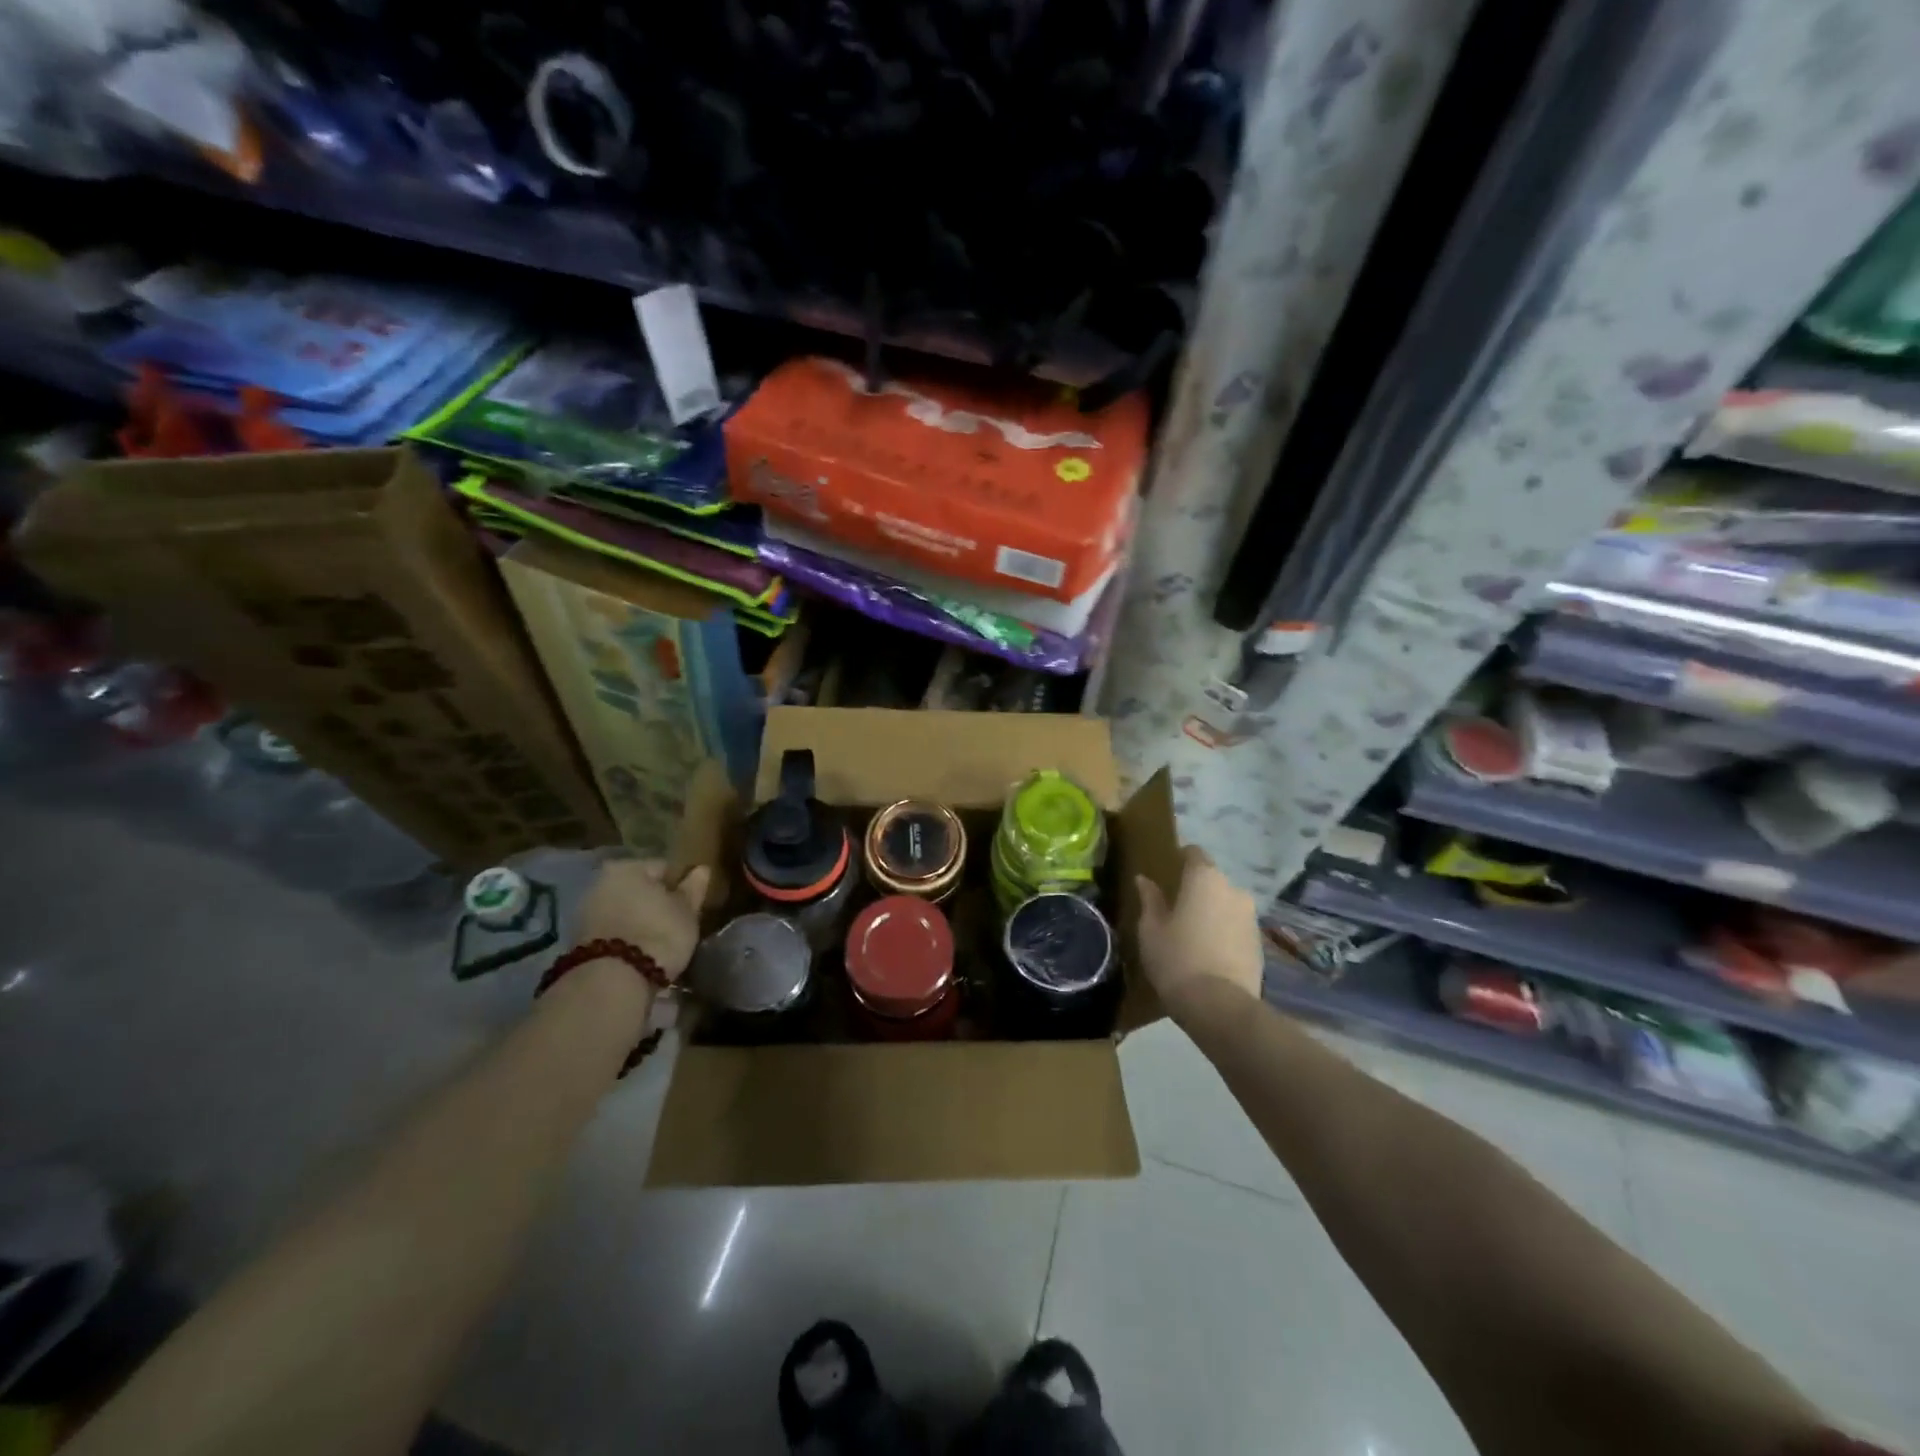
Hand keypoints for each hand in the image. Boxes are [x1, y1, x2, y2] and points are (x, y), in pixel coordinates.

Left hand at [574, 857, 711, 979]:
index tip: (691, 904)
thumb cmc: (658, 934)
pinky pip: (612, 931)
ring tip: (659, 941)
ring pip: (623, 910)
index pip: (663, 867)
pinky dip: (625, 937)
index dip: (681, 885)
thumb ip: (693, 889)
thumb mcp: (686, 911)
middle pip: (638, 889)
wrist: (612, 981)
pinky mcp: (578, 941)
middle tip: (676, 923)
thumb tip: (701, 869)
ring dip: (639, 921)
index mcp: (627, 867)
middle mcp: (600, 882)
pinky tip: (639, 953)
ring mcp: (585, 912)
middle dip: (655, 903)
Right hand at [1136, 846, 1263, 1011]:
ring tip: (1192, 934)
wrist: (1220, 1006)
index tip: (1166, 873)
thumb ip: (1150, 900)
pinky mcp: (1259, 943)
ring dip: (1212, 912)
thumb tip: (1144, 880)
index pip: (1194, 853)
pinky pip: (1236, 927)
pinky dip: (1224, 933)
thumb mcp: (1151, 929)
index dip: (1180, 859)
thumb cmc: (1176, 959)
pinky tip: (1209, 953)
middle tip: (1175, 909)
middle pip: (1212, 880)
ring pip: (1226, 904)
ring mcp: (1251, 917)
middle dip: (1196, 890)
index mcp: (1204, 879)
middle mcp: (1233, 890)